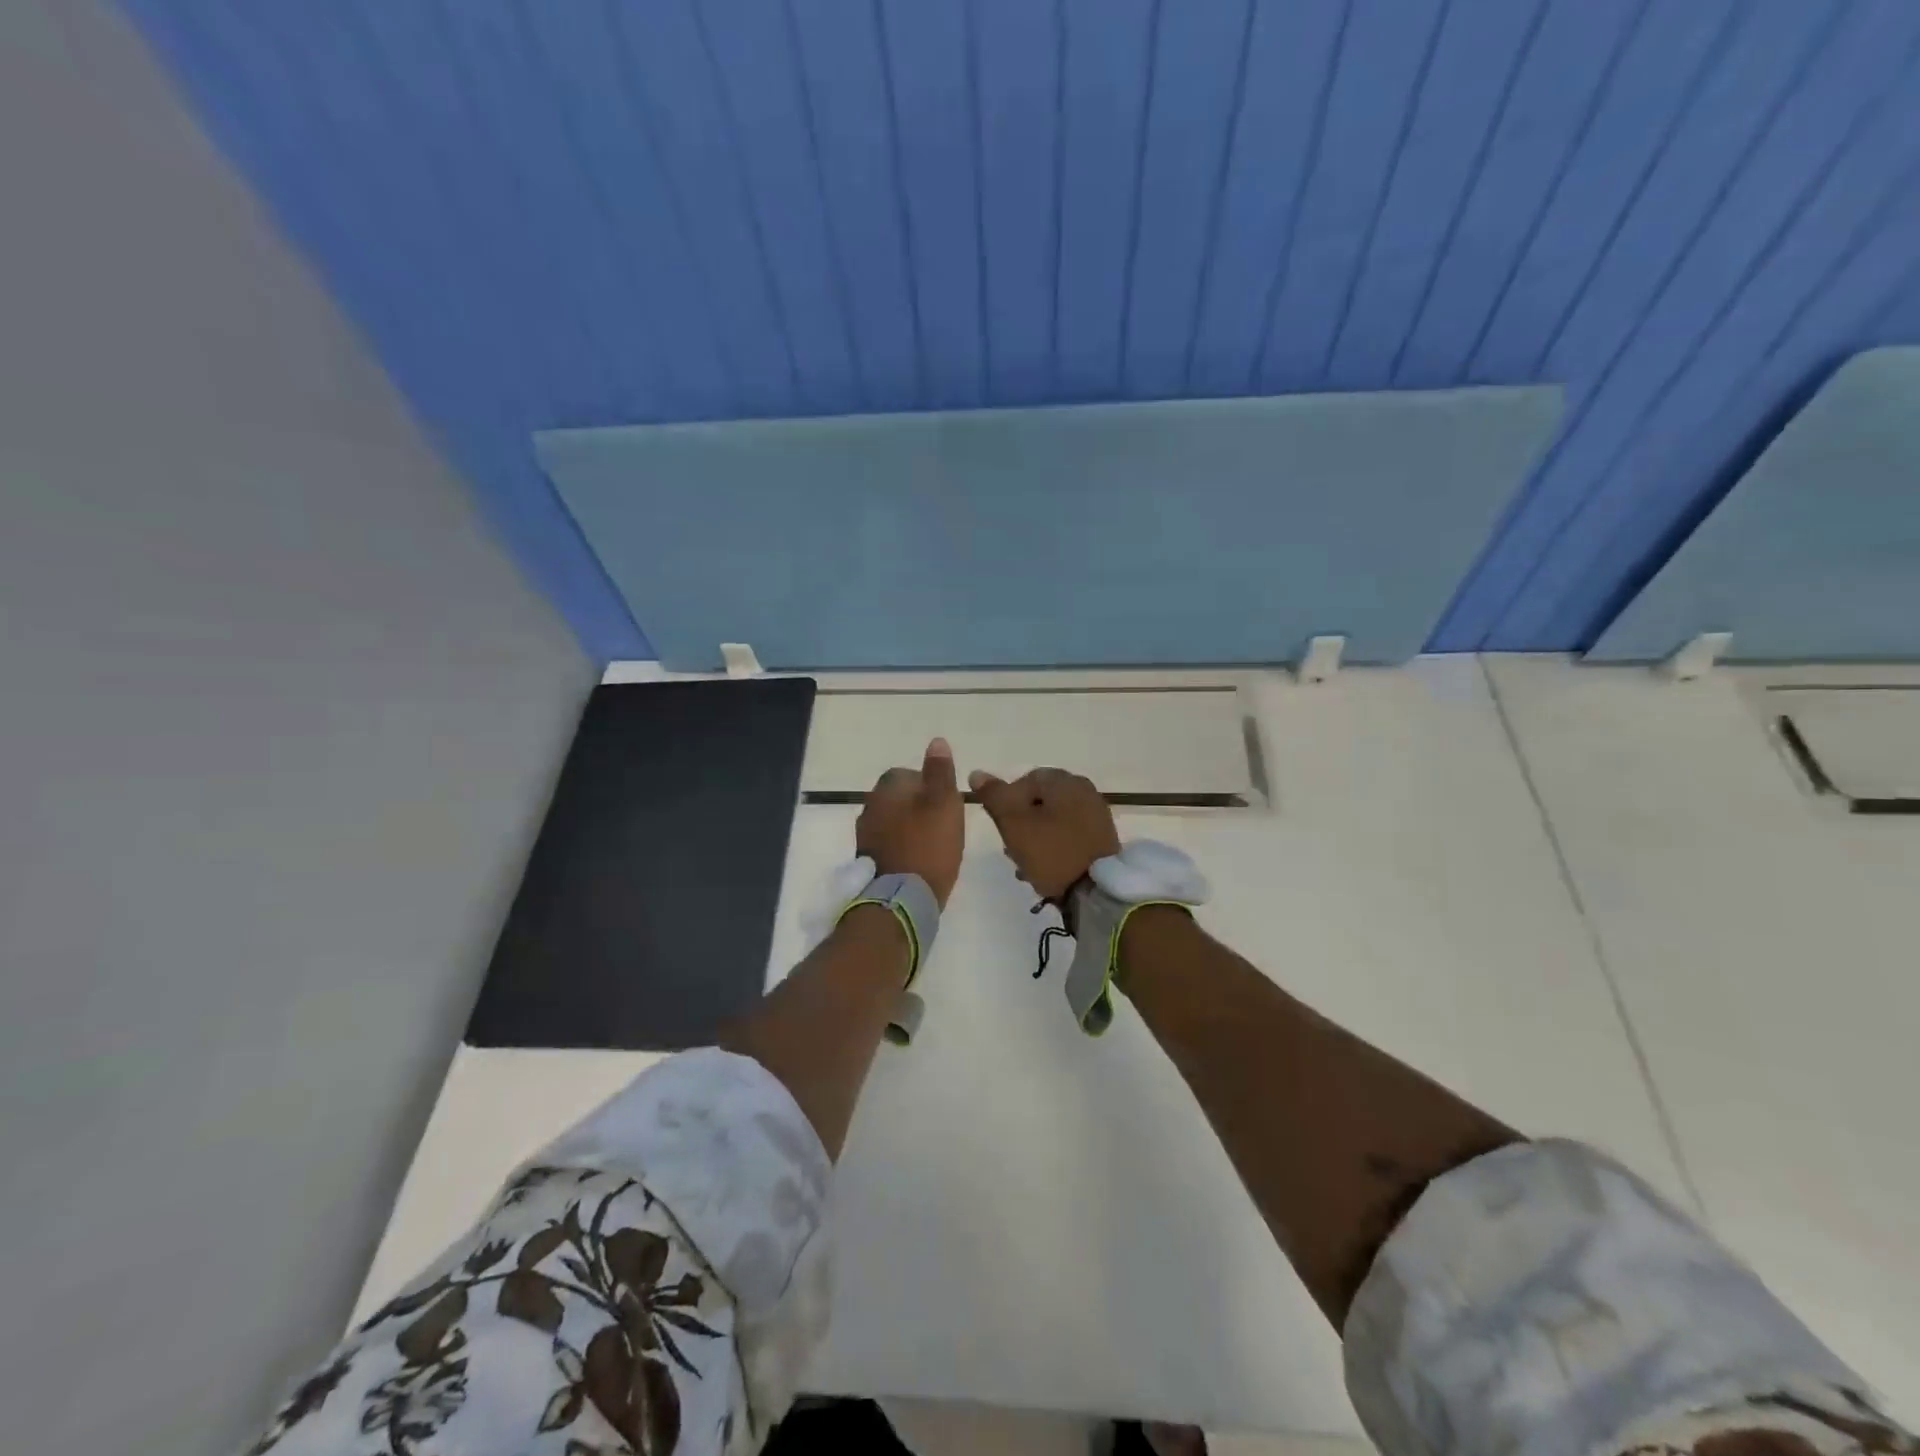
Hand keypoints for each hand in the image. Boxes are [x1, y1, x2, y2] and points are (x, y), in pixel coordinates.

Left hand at [856, 738, 964, 907]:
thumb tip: (936, 742)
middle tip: (945, 825)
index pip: (908, 774)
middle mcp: (869, 807)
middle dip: (919, 807)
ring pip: (893, 822)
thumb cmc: (928, 845)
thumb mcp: (944, 802)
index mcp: (887, 788)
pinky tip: (920, 861)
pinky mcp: (868, 861)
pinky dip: (904, 848)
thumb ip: (940, 772)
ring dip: (911, 828)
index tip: (948, 804)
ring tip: (935, 845)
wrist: (901, 900)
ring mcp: (865, 836)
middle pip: (899, 798)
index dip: (930, 786)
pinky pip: (889, 844)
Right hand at [967, 766, 1119, 902]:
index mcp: (1064, 781)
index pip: (1023, 781)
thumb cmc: (1051, 852)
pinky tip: (1044, 868)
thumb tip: (977, 773)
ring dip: (1034, 838)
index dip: (1006, 804)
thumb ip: (994, 796)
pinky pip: (1068, 835)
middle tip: (1011, 849)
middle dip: (1021, 824)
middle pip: (1039, 802)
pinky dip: (1053, 846)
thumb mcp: (1014, 824)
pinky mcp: (1101, 838)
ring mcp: (1096, 814)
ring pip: (1052, 820)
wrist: (1095, 892)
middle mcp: (1084, 790)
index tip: (1002, 829)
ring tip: (1024, 864)